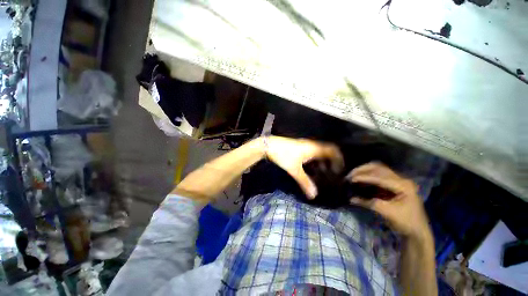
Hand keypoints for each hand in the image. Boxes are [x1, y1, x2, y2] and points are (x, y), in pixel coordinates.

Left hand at [265, 136, 342, 197]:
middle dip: (331, 161)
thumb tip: (314, 196)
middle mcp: (311, 144)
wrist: (269, 145)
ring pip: (318, 151)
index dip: (338, 159)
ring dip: (322, 160)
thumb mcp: (294, 170)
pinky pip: (312, 151)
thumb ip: (304, 182)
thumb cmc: (283, 155)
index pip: (332, 150)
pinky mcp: (299, 146)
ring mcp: (304, 144)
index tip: (339, 170)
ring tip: (322, 171)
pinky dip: (315, 158)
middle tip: (332, 172)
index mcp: (313, 148)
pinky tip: (310, 167)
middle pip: (327, 150)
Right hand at [348, 162, 429, 238]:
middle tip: (350, 174)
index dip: (363, 177)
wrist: (418, 232)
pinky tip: (361, 178)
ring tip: (353, 174)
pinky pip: (380, 175)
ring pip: (379, 169)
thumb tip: (351, 199)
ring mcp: (399, 181)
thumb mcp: (387, 213)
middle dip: (363, 170)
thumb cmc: (405, 223)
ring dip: (365, 170)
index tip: (350, 179)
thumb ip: (369, 203)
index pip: (379, 177)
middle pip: (379, 168)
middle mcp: (402, 179)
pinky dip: (369, 175)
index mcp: (403, 186)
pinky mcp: (395, 184)